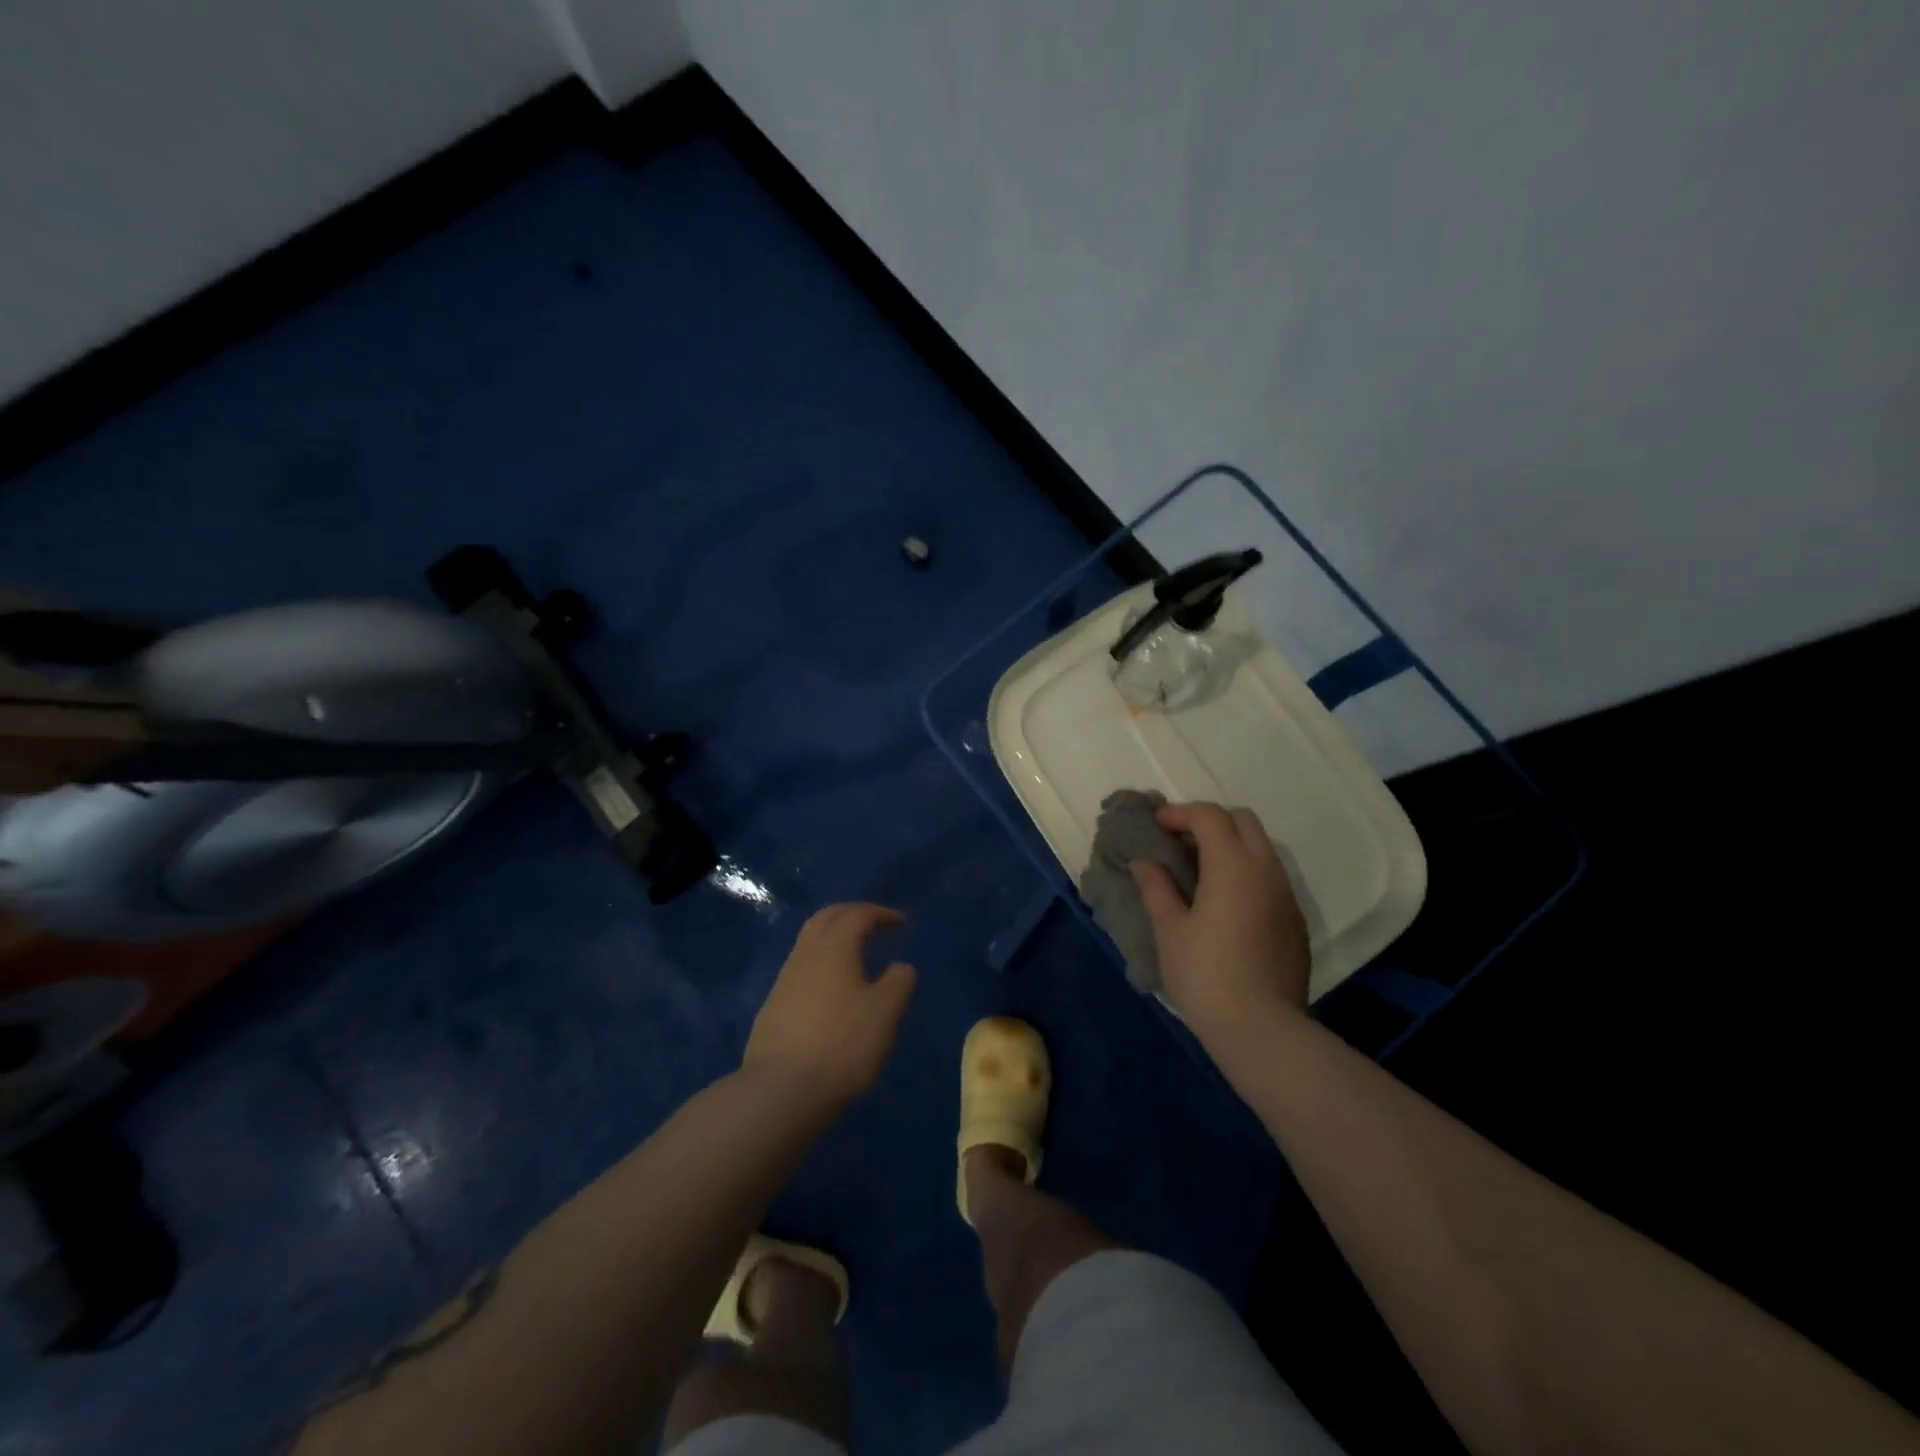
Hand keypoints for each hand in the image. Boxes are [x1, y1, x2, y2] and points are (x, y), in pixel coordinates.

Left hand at [743, 903, 916, 1111]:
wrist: (781, 1090)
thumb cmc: (842, 1044)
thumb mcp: (885, 1013)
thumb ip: (899, 982)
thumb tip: (900, 966)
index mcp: (834, 947)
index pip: (857, 914)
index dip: (881, 914)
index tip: (901, 924)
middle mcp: (805, 954)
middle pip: (826, 918)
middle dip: (852, 914)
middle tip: (875, 924)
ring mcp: (784, 980)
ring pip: (809, 942)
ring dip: (833, 937)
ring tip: (855, 954)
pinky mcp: (773, 1006)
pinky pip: (801, 967)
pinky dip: (821, 962)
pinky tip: (832, 987)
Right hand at [1130, 803, 1310, 1044]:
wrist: (1262, 1029)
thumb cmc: (1205, 974)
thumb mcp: (1170, 929)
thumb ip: (1156, 887)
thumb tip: (1144, 862)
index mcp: (1233, 864)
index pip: (1209, 815)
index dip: (1179, 813)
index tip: (1155, 826)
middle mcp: (1266, 869)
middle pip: (1242, 820)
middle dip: (1209, 821)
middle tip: (1179, 843)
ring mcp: (1285, 895)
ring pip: (1261, 848)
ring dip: (1229, 846)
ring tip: (1198, 871)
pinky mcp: (1295, 920)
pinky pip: (1270, 877)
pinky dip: (1245, 872)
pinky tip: (1224, 903)